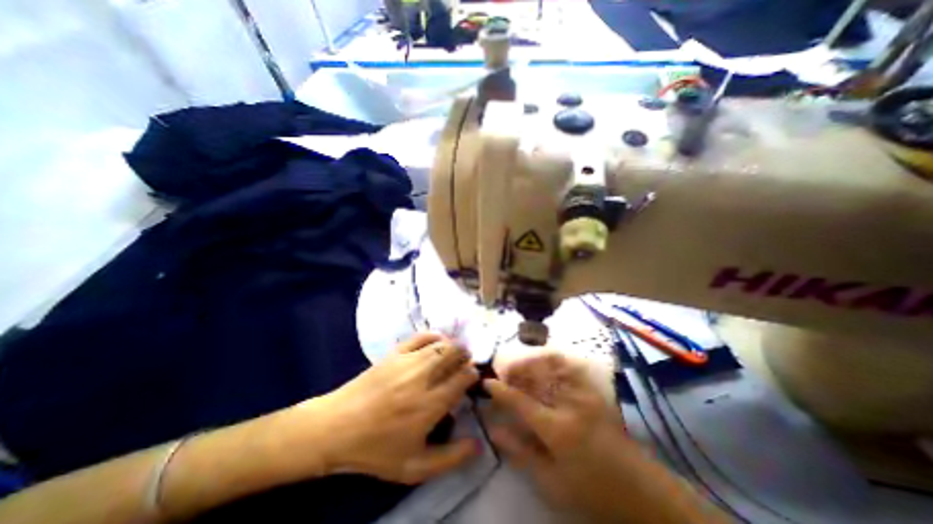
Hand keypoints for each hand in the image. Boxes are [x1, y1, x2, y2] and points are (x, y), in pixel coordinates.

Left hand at [309, 334, 480, 484]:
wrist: (336, 427)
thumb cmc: (376, 449)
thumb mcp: (414, 467)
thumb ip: (450, 458)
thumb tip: (479, 445)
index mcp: (429, 405)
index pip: (462, 379)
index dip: (472, 375)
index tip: (473, 378)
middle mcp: (422, 378)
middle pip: (453, 355)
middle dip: (465, 356)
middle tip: (466, 362)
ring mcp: (407, 362)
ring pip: (440, 345)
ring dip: (453, 346)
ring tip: (456, 352)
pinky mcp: (394, 353)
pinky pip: (420, 337)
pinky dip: (433, 336)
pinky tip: (437, 341)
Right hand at [485, 353, 629, 517]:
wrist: (641, 489)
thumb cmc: (591, 490)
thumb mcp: (551, 481)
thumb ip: (520, 451)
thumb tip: (494, 429)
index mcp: (557, 429)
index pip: (520, 401)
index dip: (500, 390)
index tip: (487, 383)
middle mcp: (570, 403)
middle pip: (535, 375)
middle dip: (514, 369)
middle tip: (503, 374)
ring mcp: (584, 392)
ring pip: (550, 364)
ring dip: (530, 362)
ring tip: (520, 369)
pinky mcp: (594, 390)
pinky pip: (569, 365)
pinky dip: (551, 360)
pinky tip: (543, 365)